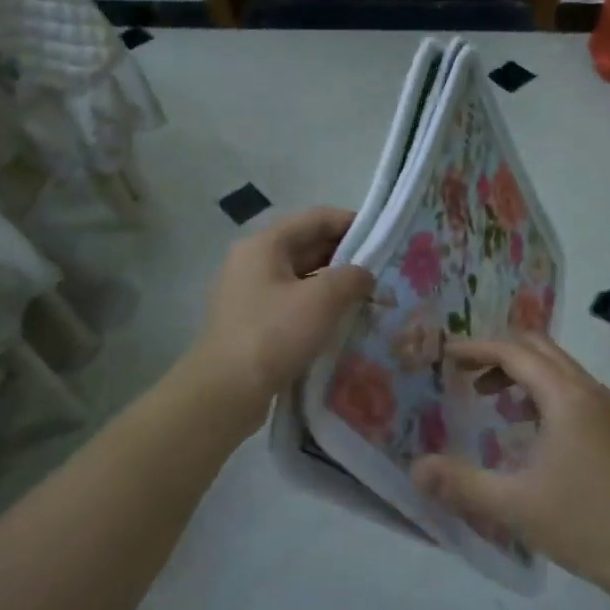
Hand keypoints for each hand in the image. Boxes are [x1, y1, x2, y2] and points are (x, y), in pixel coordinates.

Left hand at [189, 207, 374, 412]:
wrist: (226, 391)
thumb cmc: (274, 334)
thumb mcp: (322, 299)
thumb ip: (352, 277)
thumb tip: (364, 274)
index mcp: (265, 244)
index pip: (316, 219)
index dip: (352, 223)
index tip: (383, 237)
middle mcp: (253, 261)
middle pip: (306, 246)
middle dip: (345, 256)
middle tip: (382, 270)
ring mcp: (248, 293)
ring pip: (300, 277)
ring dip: (332, 284)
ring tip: (367, 297)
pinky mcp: (251, 322)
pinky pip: (291, 302)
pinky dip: (316, 306)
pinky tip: (340, 321)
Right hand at [410, 336, 609, 592]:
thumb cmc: (584, 524)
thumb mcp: (514, 505)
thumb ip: (461, 483)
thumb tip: (416, 469)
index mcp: (565, 397)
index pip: (514, 352)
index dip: (477, 348)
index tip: (446, 354)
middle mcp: (589, 390)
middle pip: (539, 348)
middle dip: (499, 353)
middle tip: (465, 373)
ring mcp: (609, 408)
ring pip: (559, 367)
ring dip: (522, 372)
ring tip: (491, 400)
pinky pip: (573, 388)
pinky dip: (544, 390)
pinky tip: (530, 428)